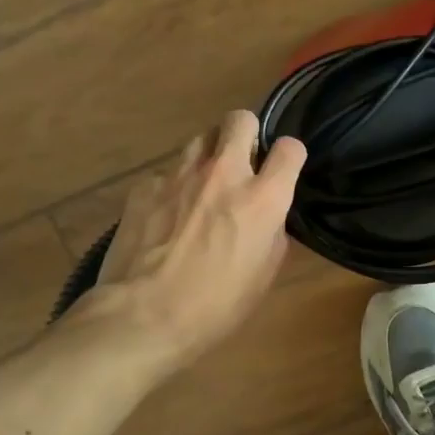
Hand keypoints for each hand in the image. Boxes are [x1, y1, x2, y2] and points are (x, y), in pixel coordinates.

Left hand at [74, 111, 306, 374]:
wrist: (144, 316)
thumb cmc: (216, 306)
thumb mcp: (263, 275)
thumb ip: (272, 232)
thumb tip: (267, 216)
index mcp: (262, 198)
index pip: (290, 148)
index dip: (289, 156)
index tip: (282, 170)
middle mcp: (223, 173)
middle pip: (240, 119)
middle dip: (245, 134)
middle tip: (241, 163)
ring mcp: (179, 175)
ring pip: (200, 139)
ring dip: (208, 157)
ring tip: (202, 188)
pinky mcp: (145, 186)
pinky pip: (166, 173)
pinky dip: (172, 188)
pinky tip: (166, 216)